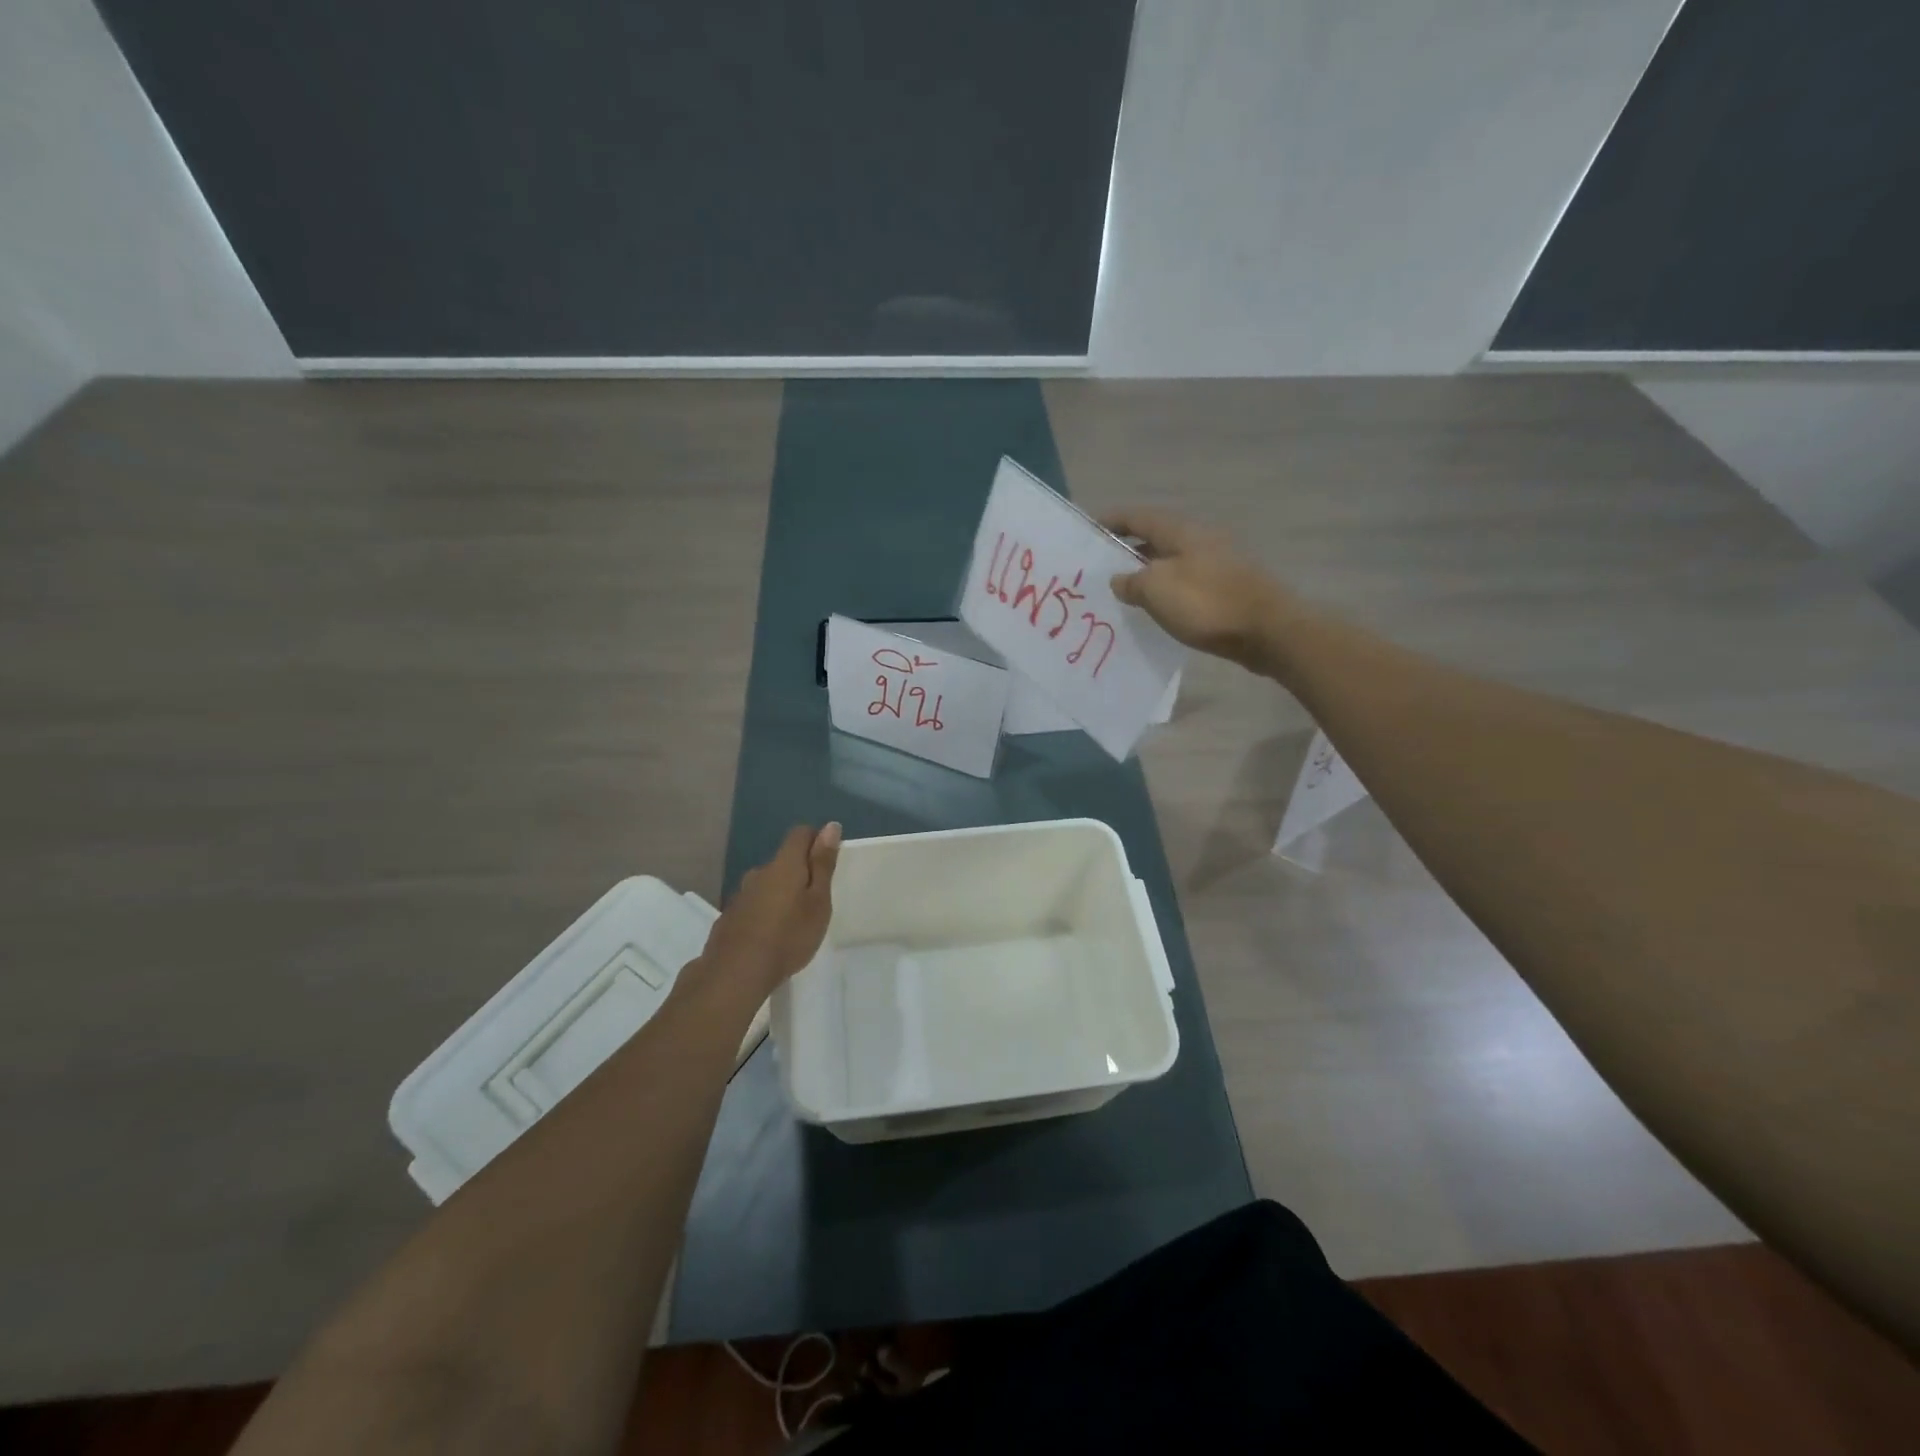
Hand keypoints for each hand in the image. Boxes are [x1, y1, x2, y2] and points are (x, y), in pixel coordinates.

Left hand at [696, 823, 840, 996]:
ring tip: (793, 922)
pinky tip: (770, 936)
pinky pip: (753, 904)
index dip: (817, 841)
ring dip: (781, 894)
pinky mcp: (729, 917)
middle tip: (815, 901)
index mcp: (784, 864)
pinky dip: (764, 912)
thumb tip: (830, 826)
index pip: (800, 833)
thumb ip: (823, 864)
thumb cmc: (788, 936)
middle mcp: (759, 872)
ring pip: (767, 884)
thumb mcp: (817, 902)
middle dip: (800, 873)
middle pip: (784, 860)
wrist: (735, 974)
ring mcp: (740, 895)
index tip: (828, 864)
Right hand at [1103, 509, 1293, 668]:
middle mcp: (1199, 540)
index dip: (1111, 520)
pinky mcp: (1226, 589)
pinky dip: (1165, 591)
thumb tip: (1120, 579)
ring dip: (1146, 574)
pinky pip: (1185, 584)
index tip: (1088, 529)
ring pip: (1171, 563)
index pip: (1138, 517)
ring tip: (1122, 593)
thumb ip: (1131, 581)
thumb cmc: (1208, 603)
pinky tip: (1156, 609)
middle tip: (1099, 569)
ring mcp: (1216, 564)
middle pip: (1155, 539)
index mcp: (1181, 531)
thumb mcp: (1157, 589)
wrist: (1269, 631)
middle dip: (1126, 550)